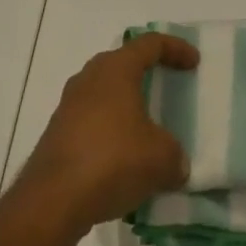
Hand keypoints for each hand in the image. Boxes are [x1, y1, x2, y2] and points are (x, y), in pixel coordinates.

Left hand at [12, 32, 199, 238]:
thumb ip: (175, 155)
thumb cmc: (113, 161)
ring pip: (104, 93)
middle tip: (167, 86)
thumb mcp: (161, 158)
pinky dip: (110, 131)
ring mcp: (68, 106)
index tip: (193, 62)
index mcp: (116, 69)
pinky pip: (91, 121)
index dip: (175, 48)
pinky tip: (122, 158)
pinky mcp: (57, 134)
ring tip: (146, 127)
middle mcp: (89, 78)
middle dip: (146, 72)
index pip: (150, 44)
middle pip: (122, 63)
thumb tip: (176, 164)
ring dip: (126, 105)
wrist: (52, 201)